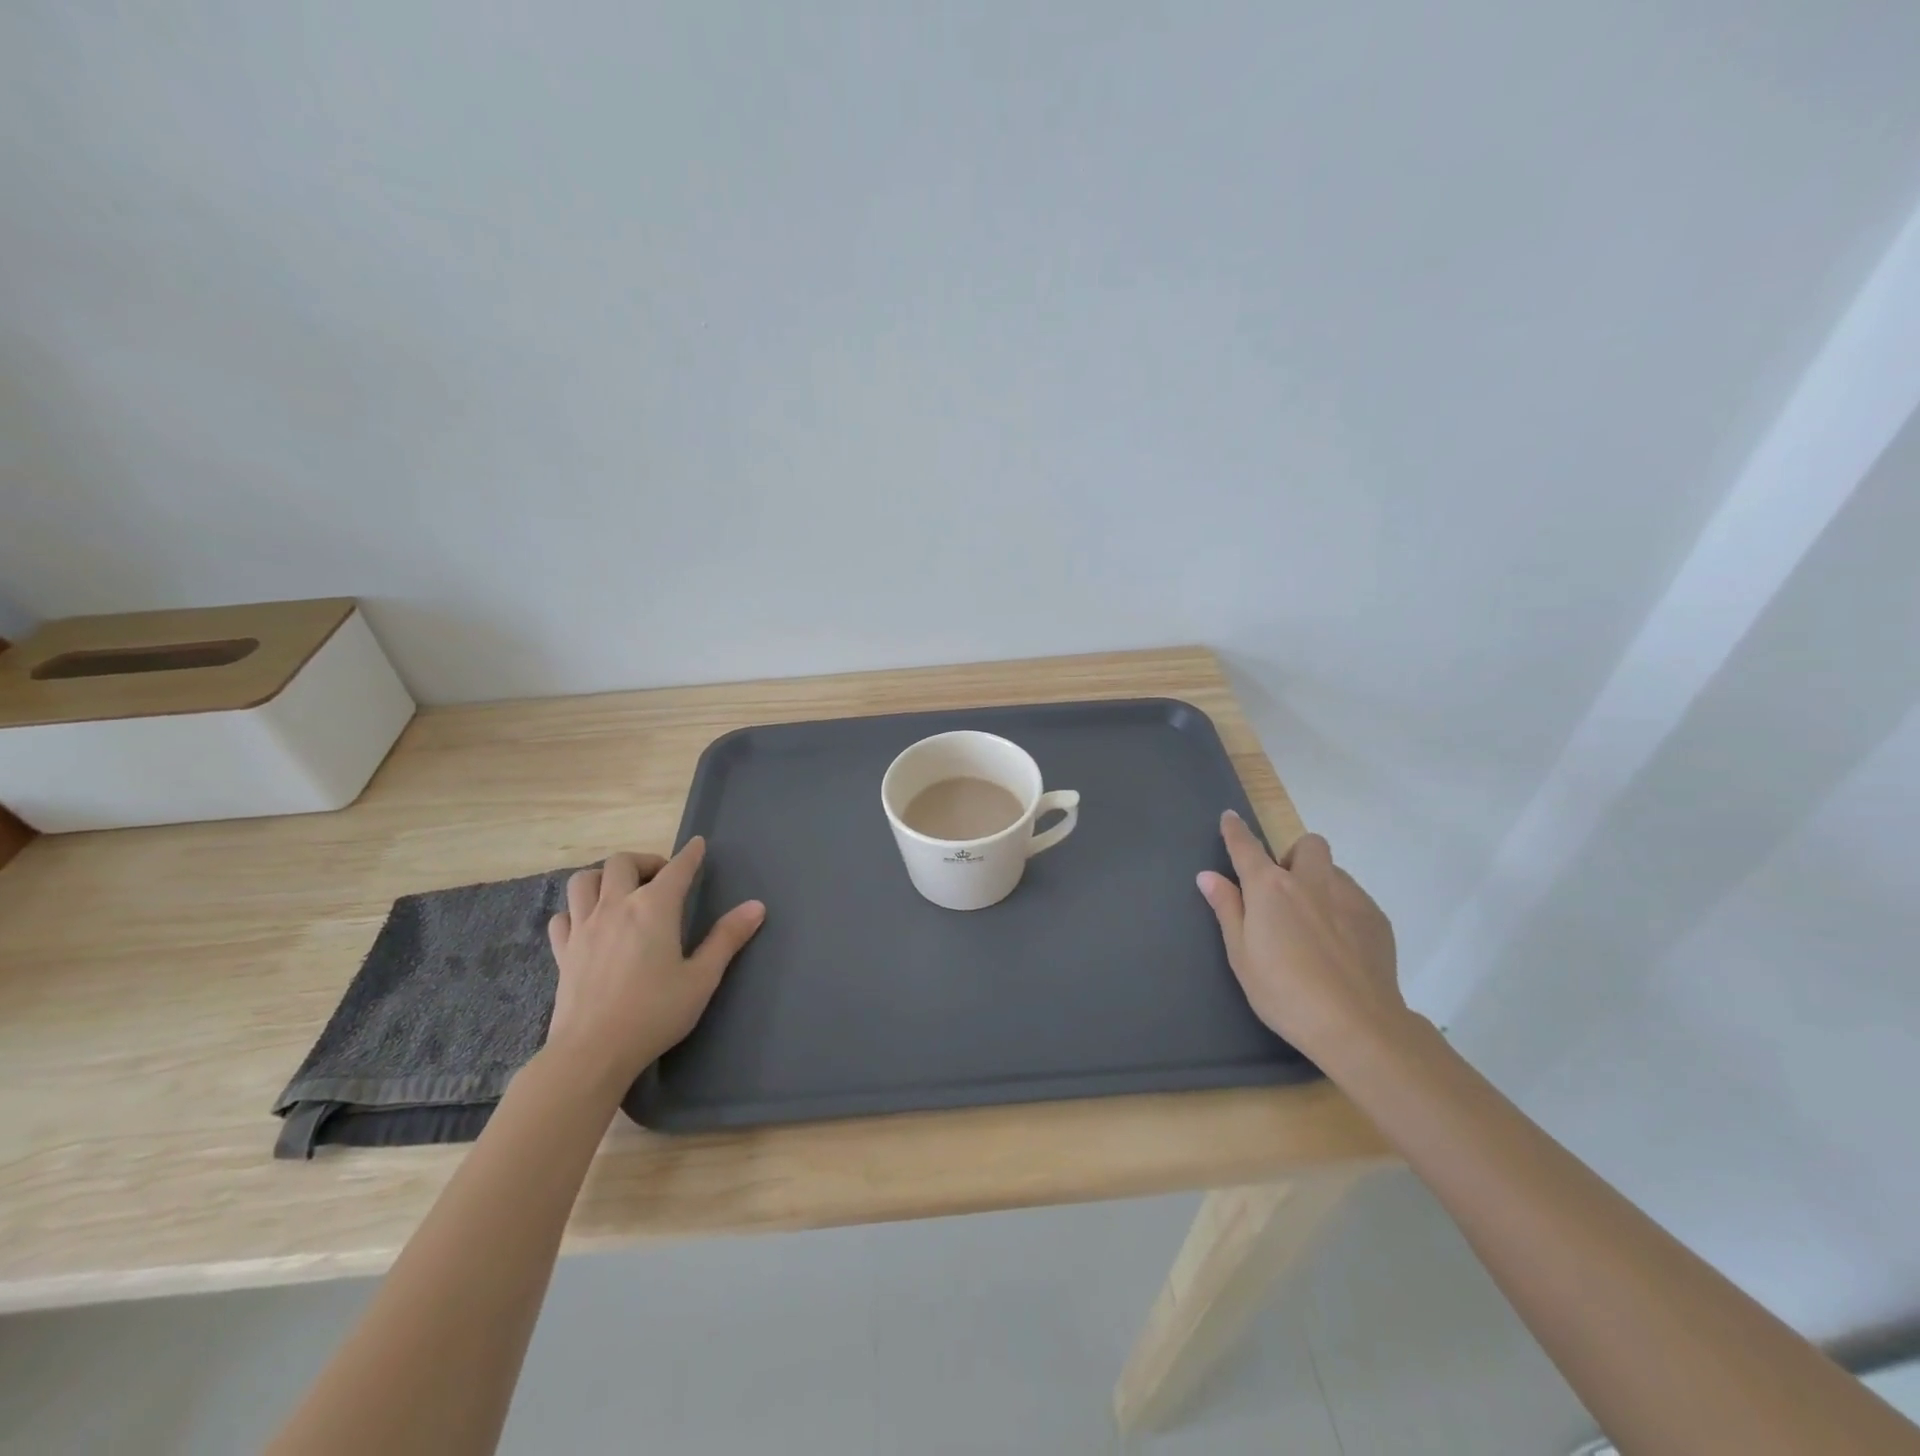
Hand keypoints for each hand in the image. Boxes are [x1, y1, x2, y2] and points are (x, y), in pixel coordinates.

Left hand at [544, 838, 764, 1090]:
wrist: (592, 1052)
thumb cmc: (654, 1013)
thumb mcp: (702, 978)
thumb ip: (727, 938)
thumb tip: (756, 906)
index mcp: (654, 908)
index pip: (677, 869)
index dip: (690, 854)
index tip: (698, 845)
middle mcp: (616, 906)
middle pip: (621, 862)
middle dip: (645, 861)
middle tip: (661, 878)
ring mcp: (584, 927)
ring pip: (584, 881)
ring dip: (603, 877)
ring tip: (621, 892)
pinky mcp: (563, 952)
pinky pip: (563, 916)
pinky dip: (576, 911)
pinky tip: (588, 924)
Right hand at [1196, 812, 1407, 1065]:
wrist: (1357, 1025)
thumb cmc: (1284, 993)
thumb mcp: (1241, 955)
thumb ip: (1227, 909)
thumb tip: (1208, 876)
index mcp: (1270, 889)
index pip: (1247, 847)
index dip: (1235, 830)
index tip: (1230, 817)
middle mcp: (1311, 882)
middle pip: (1307, 845)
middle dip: (1294, 856)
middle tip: (1285, 890)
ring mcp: (1350, 897)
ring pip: (1334, 871)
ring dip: (1320, 883)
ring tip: (1314, 924)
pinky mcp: (1377, 919)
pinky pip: (1355, 898)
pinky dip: (1342, 909)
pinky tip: (1339, 946)